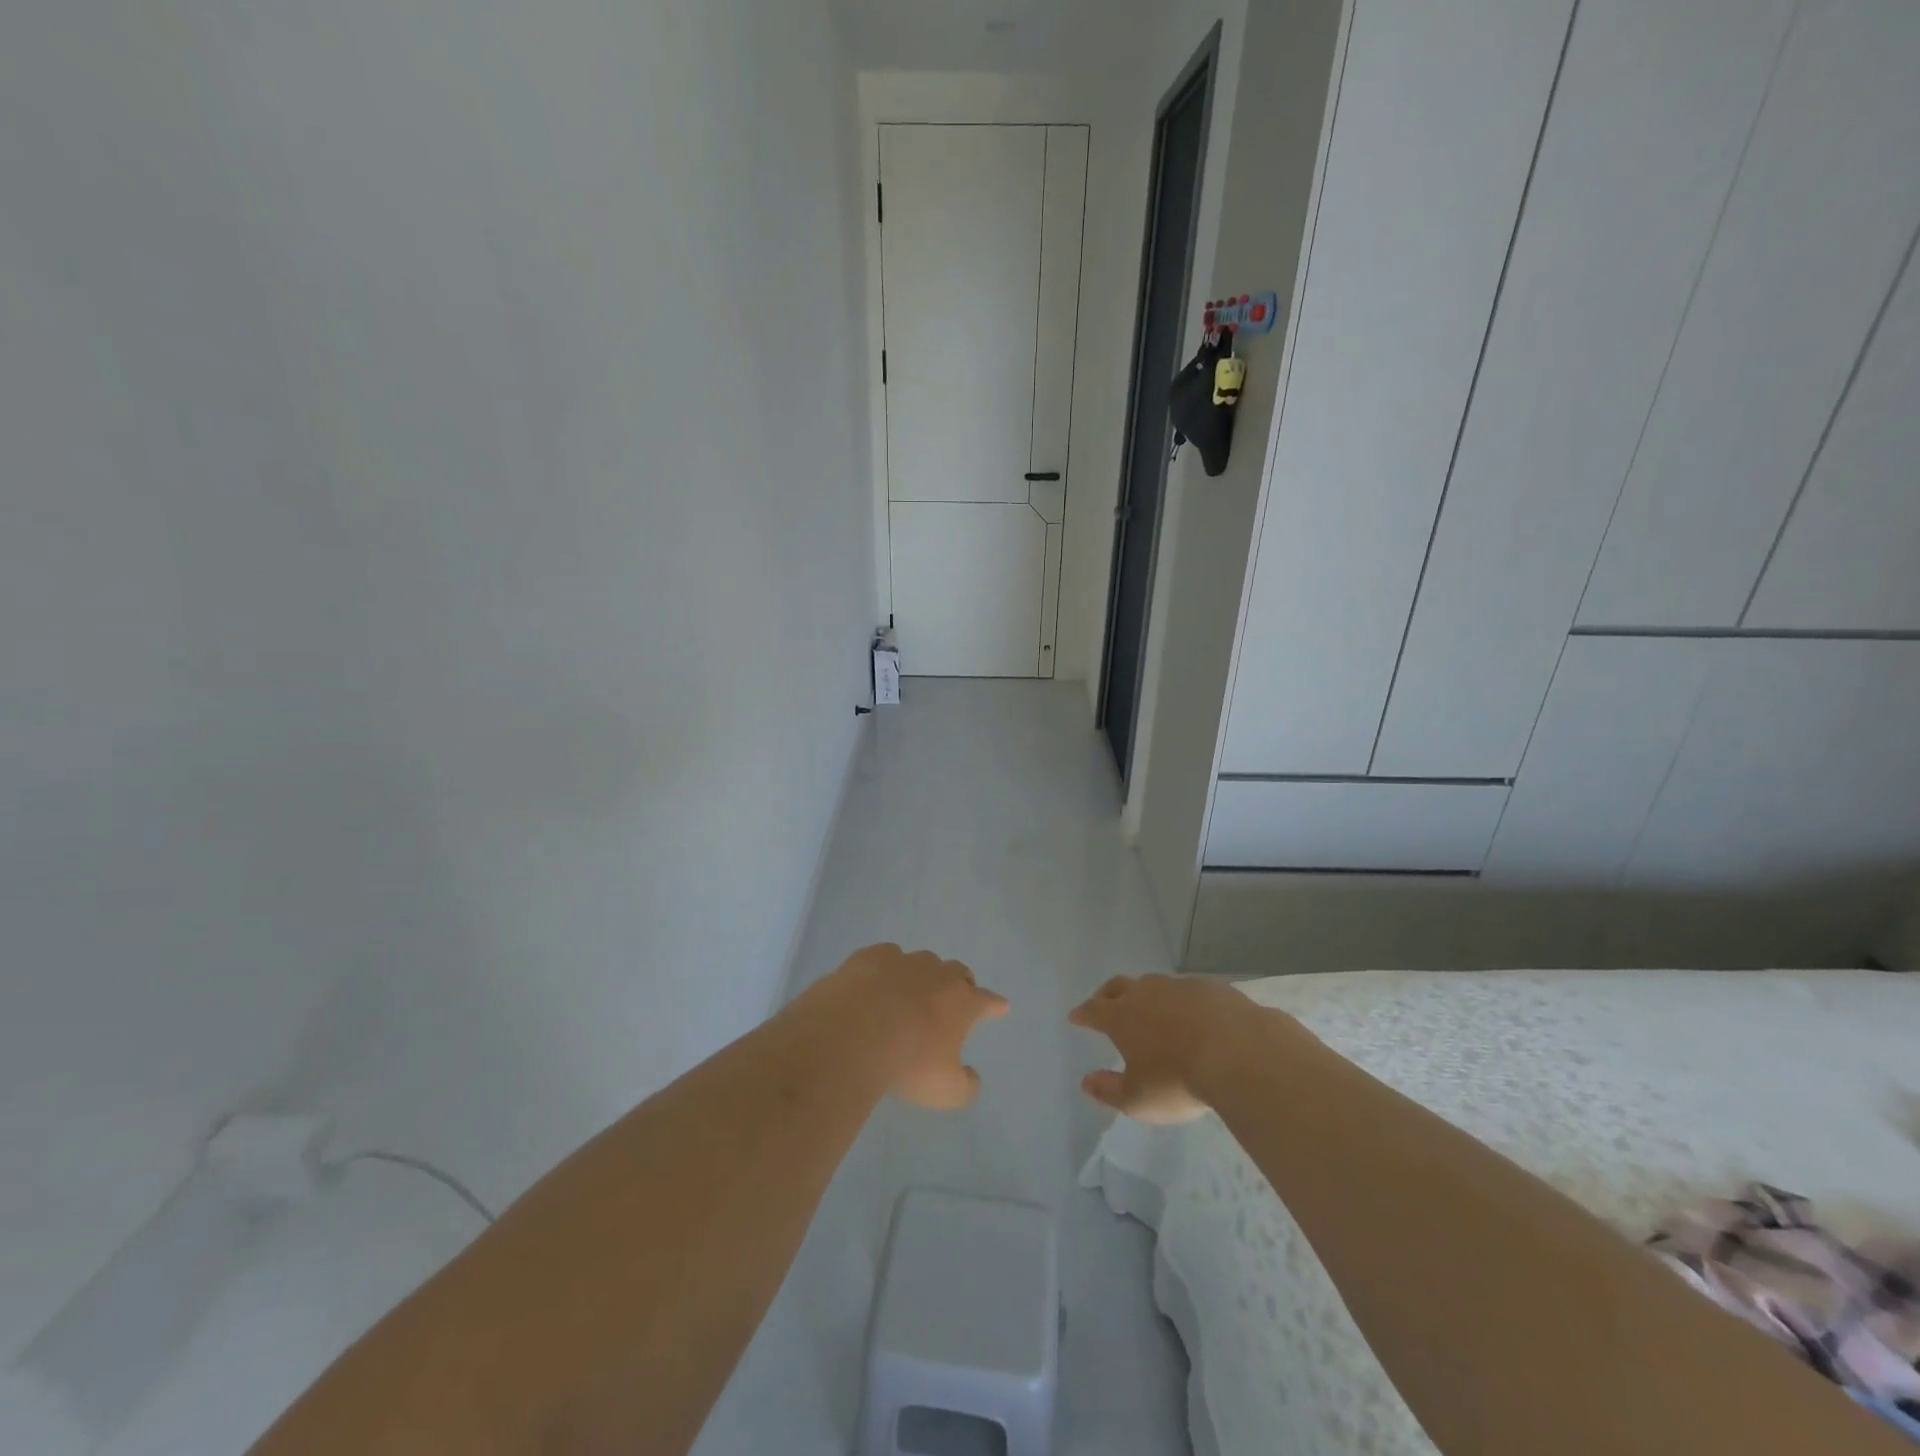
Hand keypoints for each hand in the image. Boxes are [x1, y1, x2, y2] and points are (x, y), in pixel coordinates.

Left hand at [819, 944, 1008, 1109]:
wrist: (851, 1035)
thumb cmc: (907, 1064)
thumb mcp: (945, 1091)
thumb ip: (965, 1085)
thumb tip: (971, 1077)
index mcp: (962, 1002)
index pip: (987, 1001)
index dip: (994, 1005)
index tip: (1001, 1006)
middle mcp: (937, 974)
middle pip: (957, 972)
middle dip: (960, 983)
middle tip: (956, 996)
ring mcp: (903, 961)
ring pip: (922, 961)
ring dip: (922, 975)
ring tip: (911, 992)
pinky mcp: (869, 957)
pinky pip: (885, 957)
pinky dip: (885, 970)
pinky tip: (875, 982)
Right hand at [1069, 974, 1267, 1123]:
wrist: (1239, 1054)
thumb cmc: (1178, 1080)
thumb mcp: (1138, 1099)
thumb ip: (1109, 1090)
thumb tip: (1086, 1082)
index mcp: (1121, 1016)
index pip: (1093, 1010)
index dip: (1083, 1014)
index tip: (1075, 1017)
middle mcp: (1146, 993)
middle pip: (1119, 986)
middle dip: (1108, 994)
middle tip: (1104, 1002)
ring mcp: (1180, 986)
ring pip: (1155, 985)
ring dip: (1148, 995)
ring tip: (1153, 1011)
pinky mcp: (1212, 988)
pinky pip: (1190, 991)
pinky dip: (1184, 1001)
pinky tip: (1195, 1015)